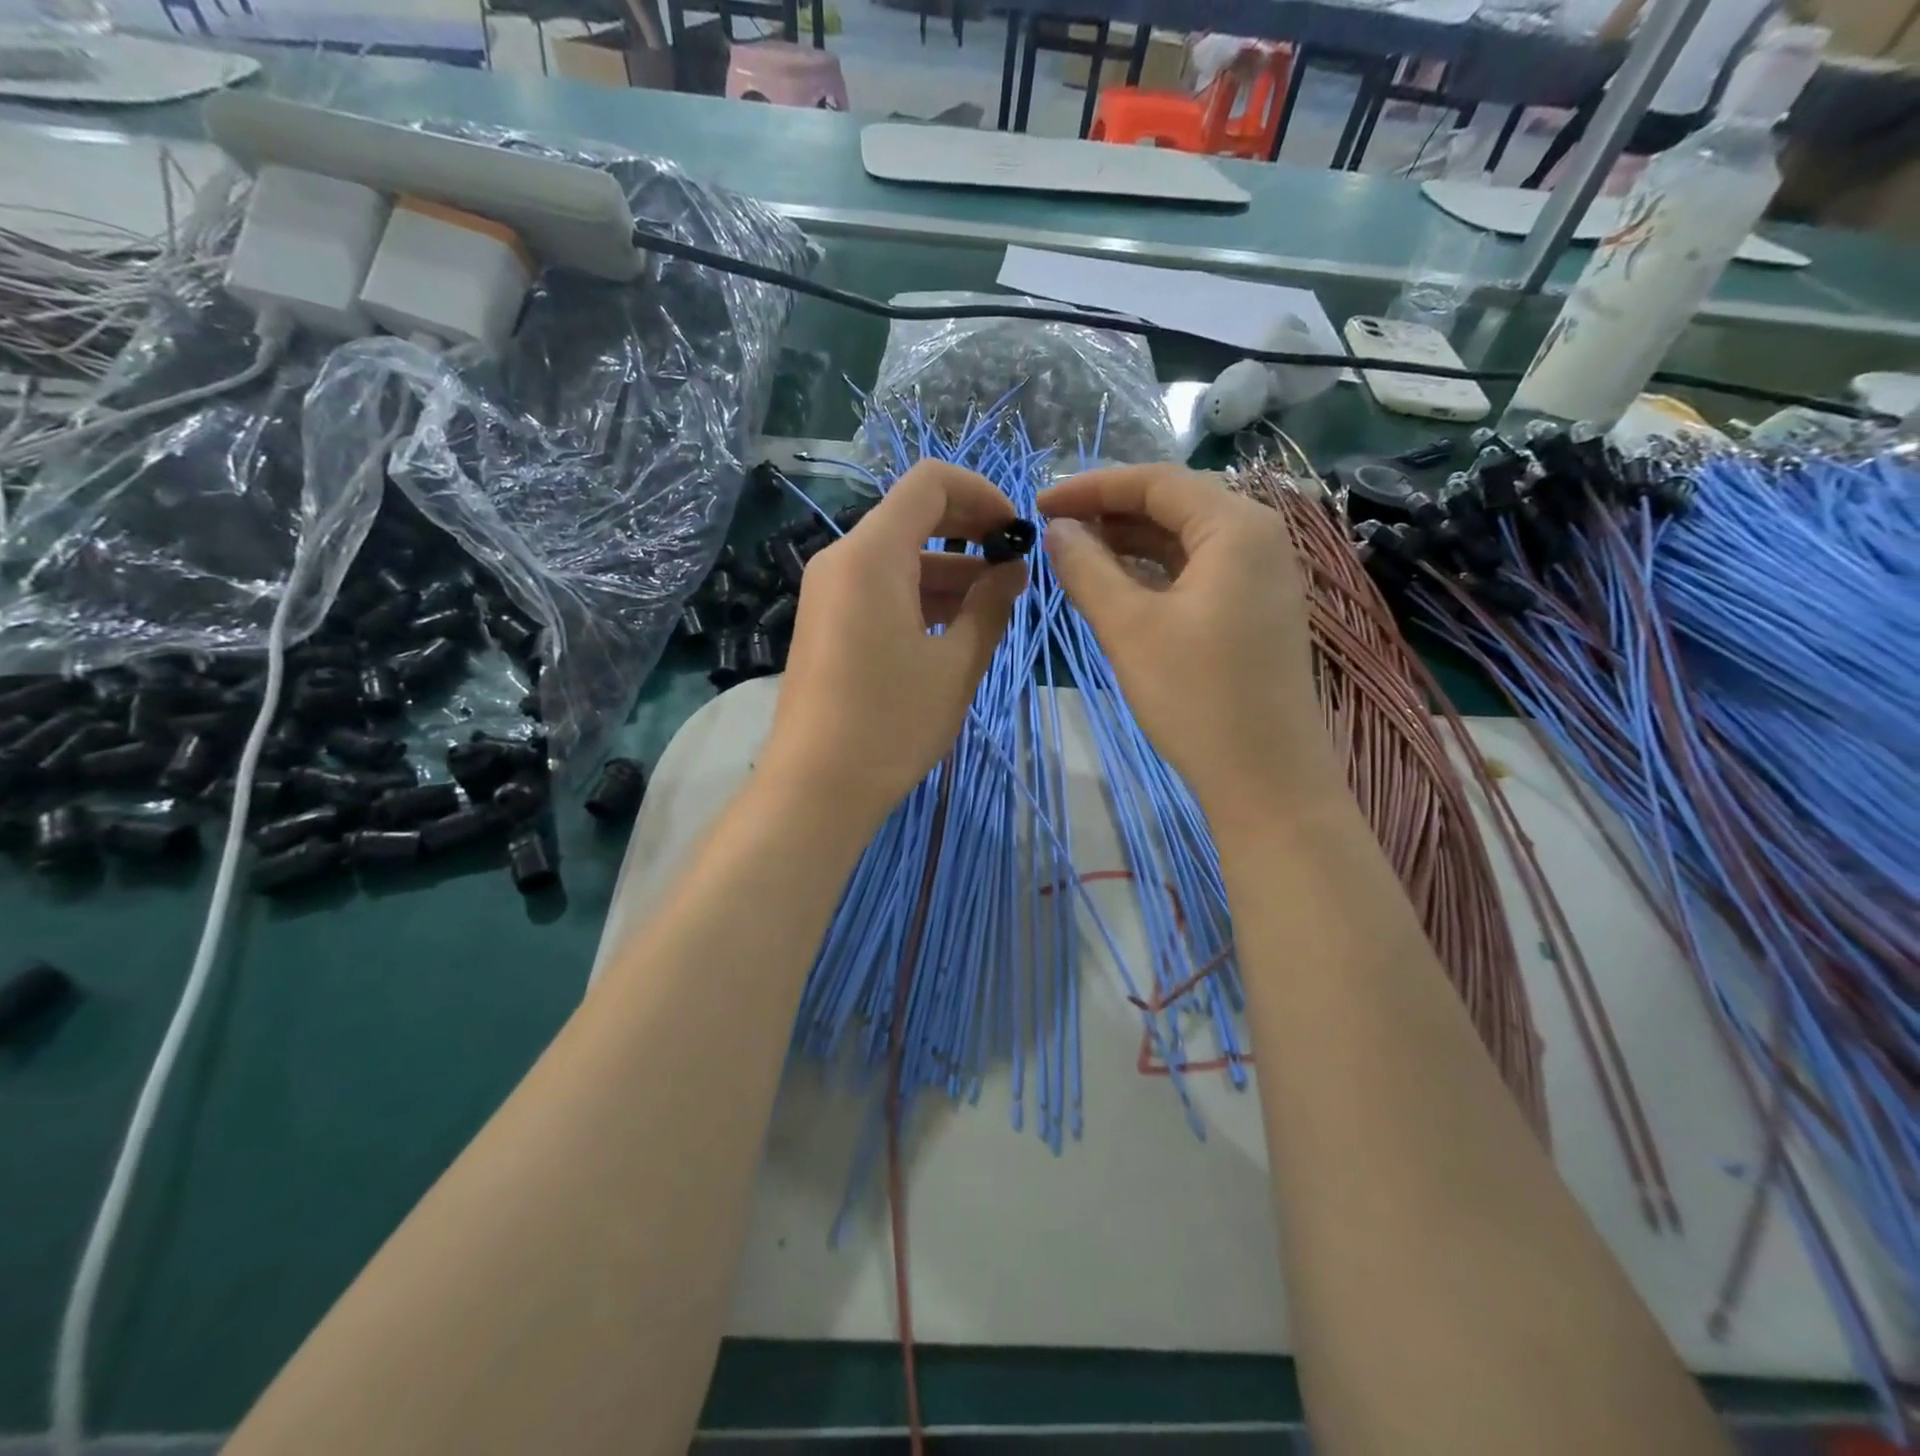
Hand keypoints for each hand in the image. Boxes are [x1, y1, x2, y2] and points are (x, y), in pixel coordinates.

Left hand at [762, 461, 1027, 828]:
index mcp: (872, 555)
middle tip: (1014, 566)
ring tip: (996, 607)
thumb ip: (991, 606)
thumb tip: (1013, 570)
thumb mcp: (956, 665)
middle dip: (970, 532)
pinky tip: (956, 628)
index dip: (982, 494)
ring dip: (950, 571)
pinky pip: (880, 588)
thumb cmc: (891, 724)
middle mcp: (842, 560)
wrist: (816, 788)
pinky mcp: (827, 622)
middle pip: (913, 516)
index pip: (930, 483)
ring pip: (899, 557)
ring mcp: (829, 592)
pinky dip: (921, 596)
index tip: (1016, 532)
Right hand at [1037, 464, 1328, 821]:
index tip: (1039, 503)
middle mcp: (1259, 538)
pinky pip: (1198, 572)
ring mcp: (1262, 577)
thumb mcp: (1129, 628)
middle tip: (1054, 530)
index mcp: (1236, 527)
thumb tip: (1055, 529)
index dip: (1092, 487)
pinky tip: (1117, 588)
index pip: (1156, 482)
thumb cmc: (1196, 696)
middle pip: (1174, 505)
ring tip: (1075, 557)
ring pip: (1185, 541)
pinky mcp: (1256, 611)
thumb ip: (1086, 569)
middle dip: (1110, 513)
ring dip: (1130, 544)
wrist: (1266, 778)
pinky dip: (1154, 573)